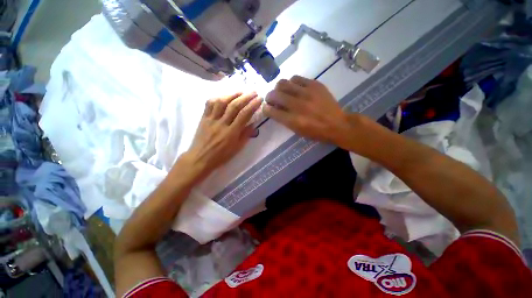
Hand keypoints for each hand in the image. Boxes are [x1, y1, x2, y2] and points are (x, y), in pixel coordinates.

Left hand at [184, 92, 261, 176]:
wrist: (200, 158)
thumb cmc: (221, 156)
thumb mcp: (237, 148)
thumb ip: (246, 135)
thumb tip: (253, 124)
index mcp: (231, 133)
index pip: (244, 115)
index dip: (253, 105)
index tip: (259, 99)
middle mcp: (221, 124)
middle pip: (234, 106)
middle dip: (245, 97)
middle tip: (253, 91)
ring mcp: (211, 119)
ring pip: (221, 102)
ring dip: (232, 94)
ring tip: (241, 91)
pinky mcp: (203, 118)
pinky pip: (209, 104)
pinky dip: (217, 97)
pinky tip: (224, 96)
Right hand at [263, 76, 359, 145]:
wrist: (337, 124)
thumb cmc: (316, 132)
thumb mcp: (298, 131)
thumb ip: (285, 120)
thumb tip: (275, 109)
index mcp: (293, 120)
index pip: (272, 111)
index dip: (266, 108)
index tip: (266, 107)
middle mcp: (297, 106)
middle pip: (274, 95)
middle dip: (269, 97)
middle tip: (271, 98)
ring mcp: (306, 93)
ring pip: (283, 83)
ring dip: (279, 88)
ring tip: (283, 92)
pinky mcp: (315, 85)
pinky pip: (296, 78)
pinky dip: (291, 83)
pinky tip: (294, 87)